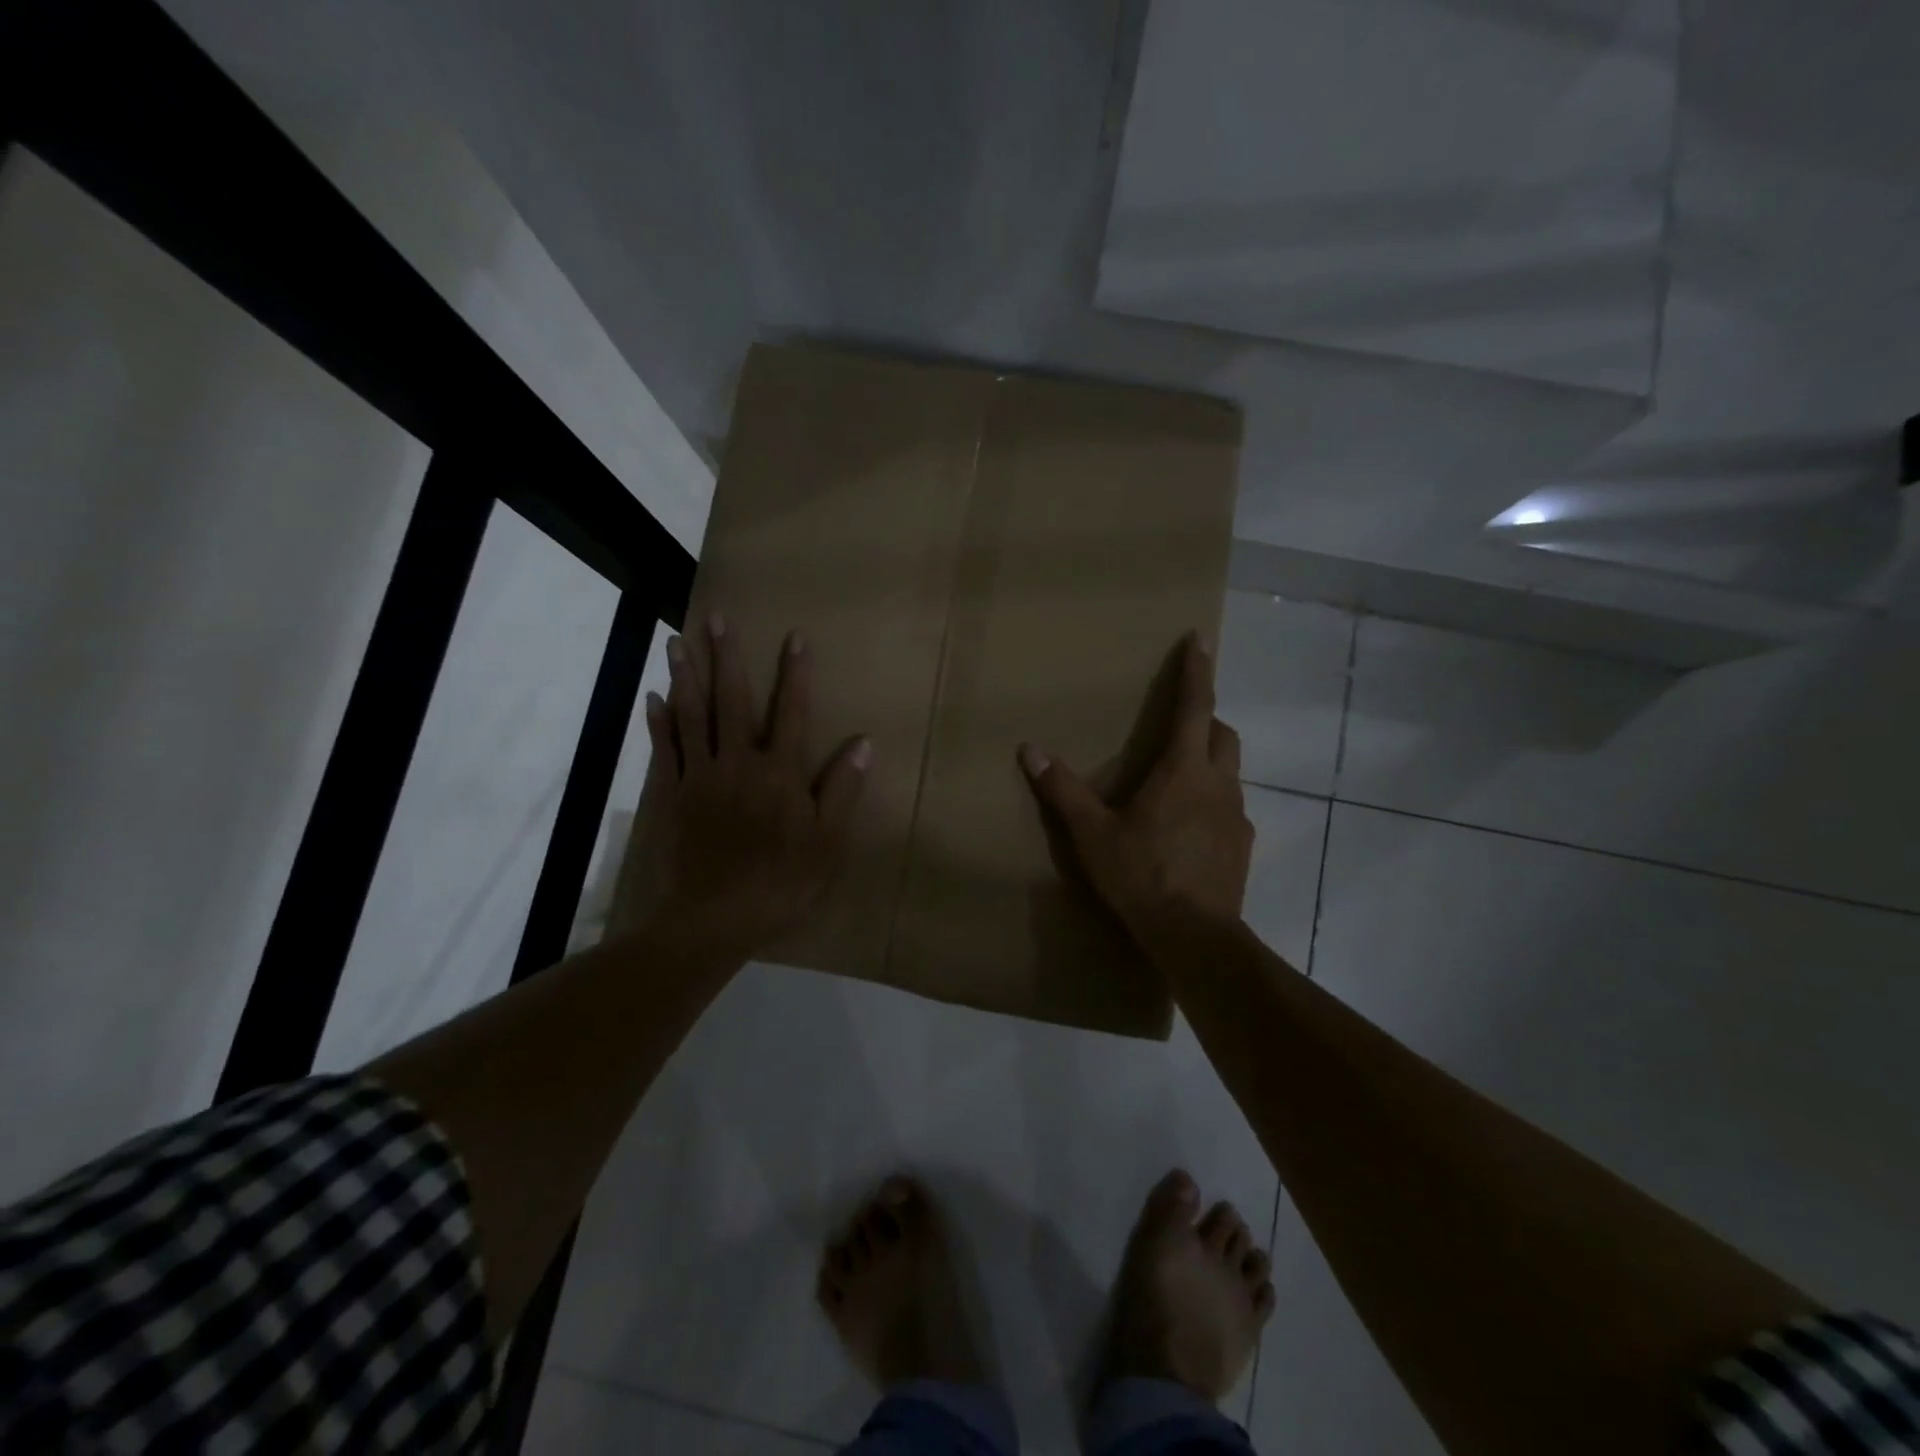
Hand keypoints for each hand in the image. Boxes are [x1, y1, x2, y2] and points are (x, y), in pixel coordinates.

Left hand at [632, 615, 869, 962]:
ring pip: (691, 715)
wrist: (711, 921)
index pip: (793, 712)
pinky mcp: (671, 795)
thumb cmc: (779, 884)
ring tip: (679, 640)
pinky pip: (664, 748)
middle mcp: (738, 763)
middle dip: (727, 656)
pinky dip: (659, 720)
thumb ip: (843, 791)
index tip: (795, 636)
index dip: (796, 674)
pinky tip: (654, 696)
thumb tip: (864, 742)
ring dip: (686, 675)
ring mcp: (700, 777)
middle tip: (716, 617)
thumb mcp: (827, 844)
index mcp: (780, 773)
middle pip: (732, 700)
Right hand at [1019, 632, 1251, 940]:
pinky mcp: (1243, 845)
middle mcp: (1218, 783)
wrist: (1194, 936)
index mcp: (1183, 769)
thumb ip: (1063, 789)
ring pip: (1230, 770)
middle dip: (1206, 717)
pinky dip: (1213, 801)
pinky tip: (1190, 827)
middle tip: (1180, 722)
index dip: (1197, 670)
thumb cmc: (1141, 874)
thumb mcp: (1092, 832)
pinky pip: (1230, 808)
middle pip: (1223, 733)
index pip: (1196, 705)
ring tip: (1179, 778)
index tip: (1200, 638)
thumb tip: (1030, 749)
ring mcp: (1236, 815)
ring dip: (1209, 761)